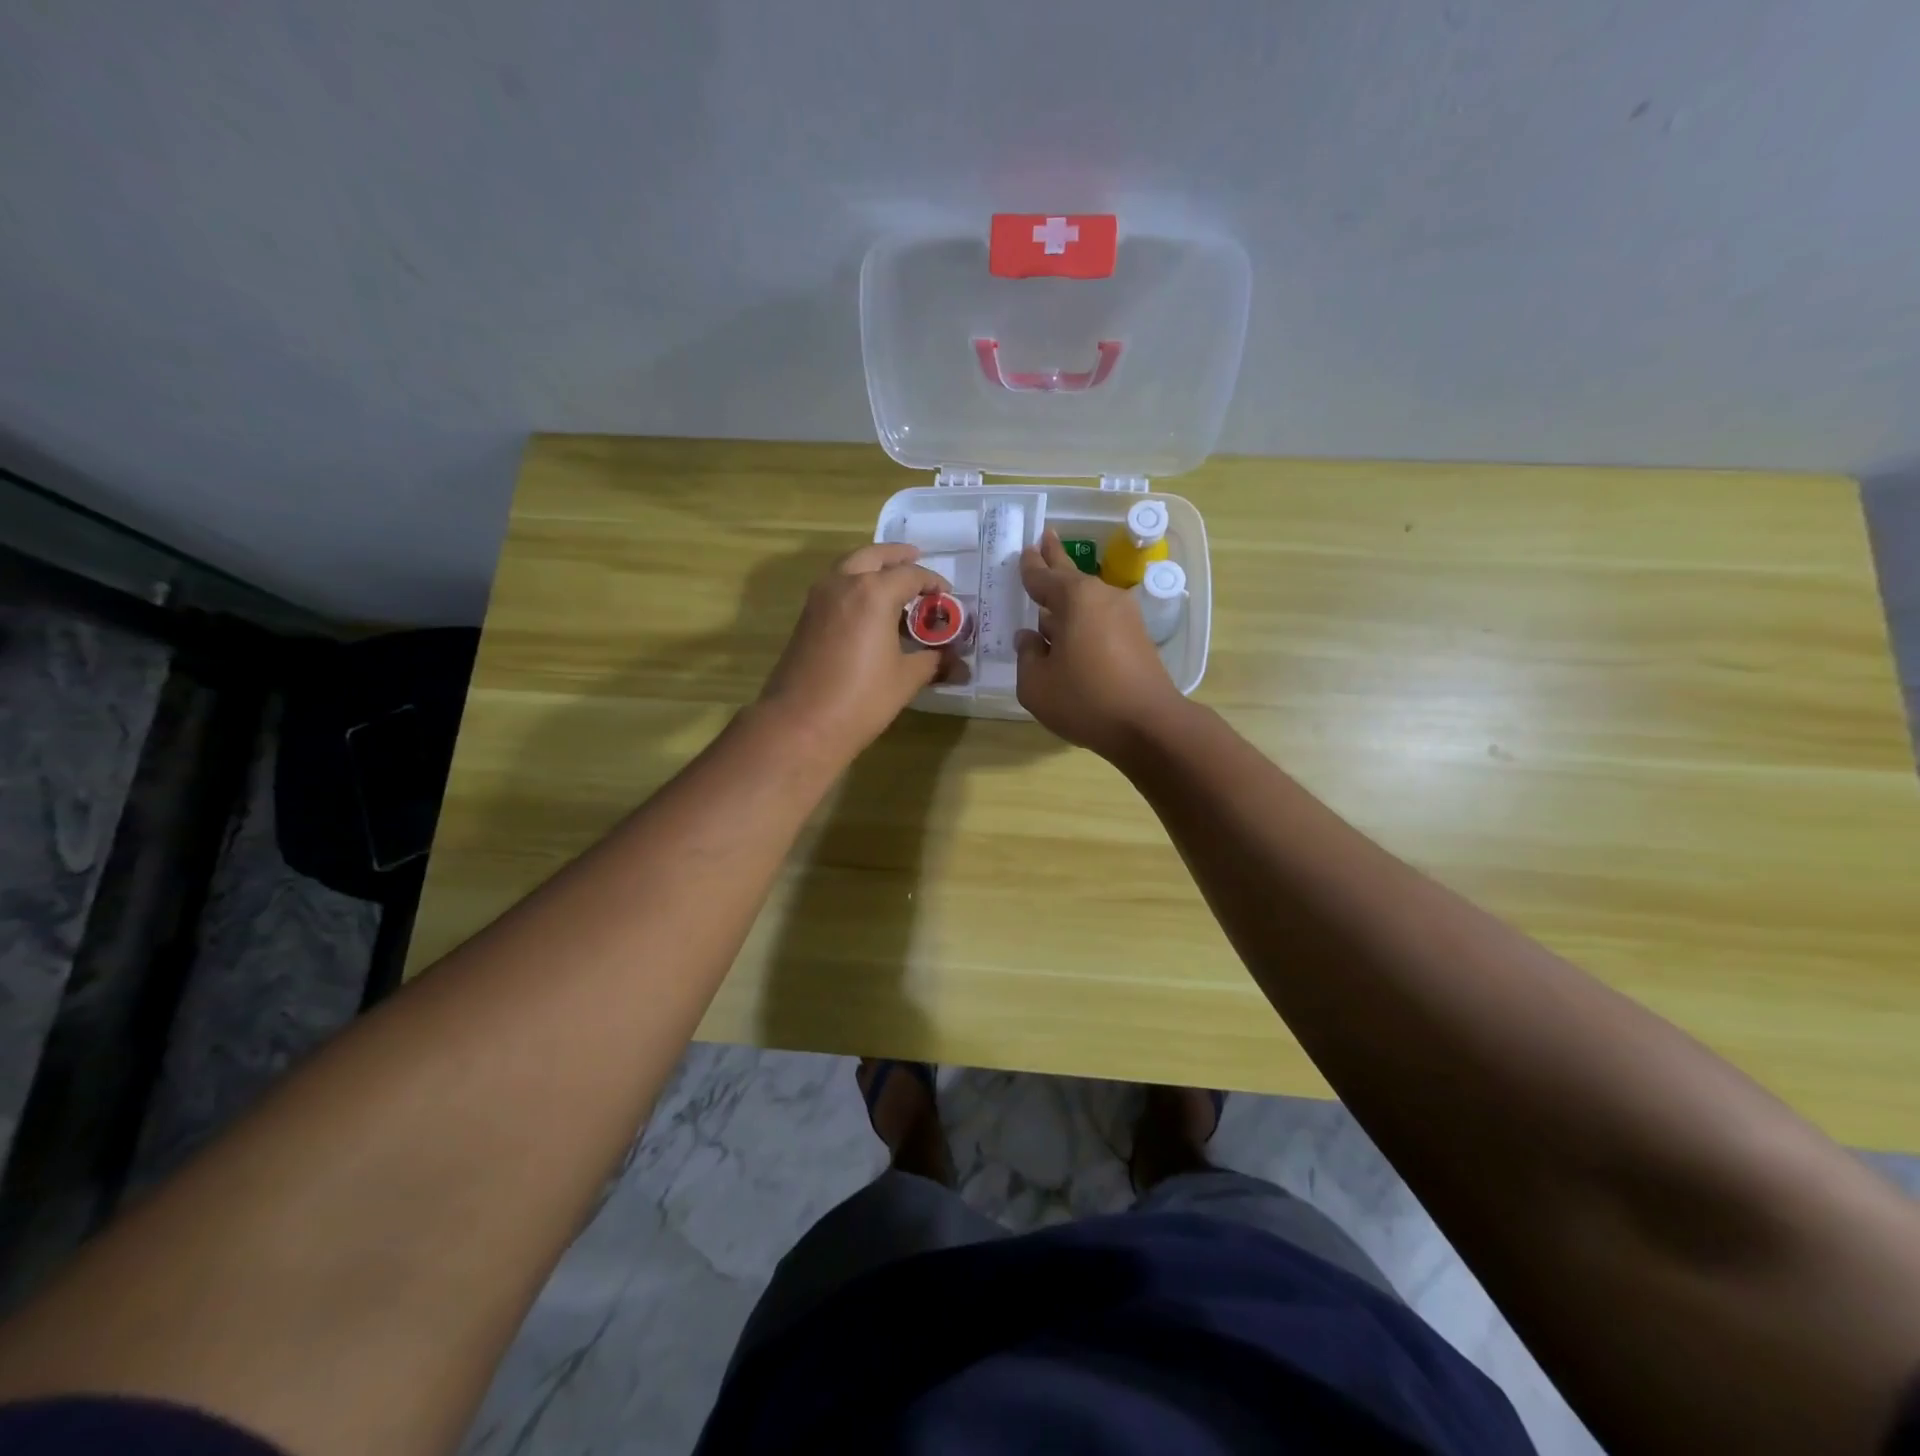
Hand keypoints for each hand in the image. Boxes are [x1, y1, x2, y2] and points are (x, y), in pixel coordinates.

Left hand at [759, 543, 951, 759]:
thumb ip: (933, 661)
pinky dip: (855, 586)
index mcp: (873, 592)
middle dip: (896, 556)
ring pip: (849, 568)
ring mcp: (819, 599)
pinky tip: (870, 611)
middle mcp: (843, 583)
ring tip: (893, 584)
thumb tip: (957, 663)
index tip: (946, 596)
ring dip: (872, 568)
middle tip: (915, 557)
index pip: (911, 575)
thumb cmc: (862, 698)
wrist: (802, 723)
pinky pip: (836, 588)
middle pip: (873, 556)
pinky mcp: (806, 617)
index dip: (933, 583)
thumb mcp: (906, 679)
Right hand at [1015, 530, 1186, 758]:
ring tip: (1051, 594)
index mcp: (1074, 599)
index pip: (1043, 577)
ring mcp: (1125, 616)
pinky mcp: (1137, 638)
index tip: (1025, 550)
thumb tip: (1031, 639)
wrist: (1149, 725)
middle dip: (1055, 557)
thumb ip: (1027, 655)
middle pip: (1071, 574)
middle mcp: (1102, 597)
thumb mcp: (1036, 684)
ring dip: (1068, 595)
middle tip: (1045, 537)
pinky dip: (1083, 618)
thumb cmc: (1085, 700)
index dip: (1030, 566)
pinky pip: (1100, 618)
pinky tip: (1071, 631)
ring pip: (1088, 599)